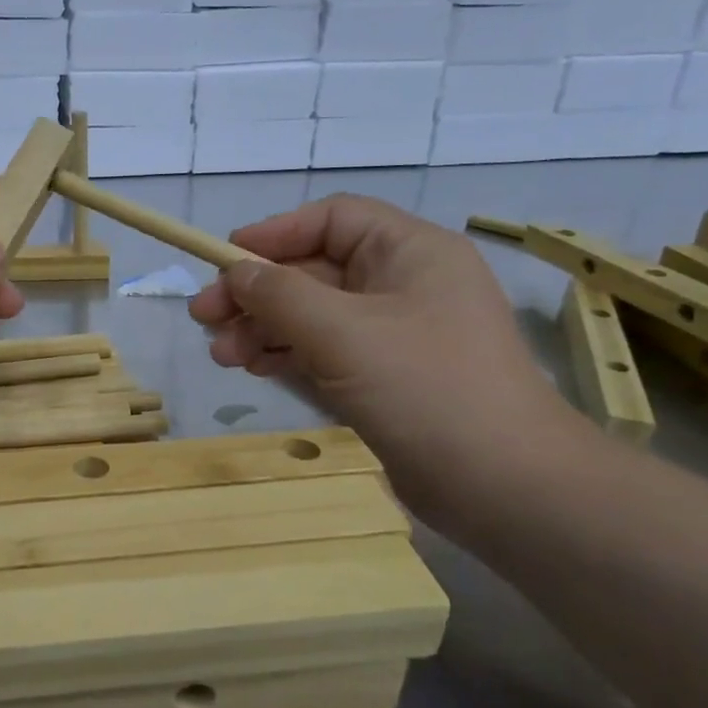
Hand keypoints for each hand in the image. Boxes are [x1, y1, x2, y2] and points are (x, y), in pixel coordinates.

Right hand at [189, 195, 585, 529]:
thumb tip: (236, 273)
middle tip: (204, 318)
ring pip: (312, 314)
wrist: (504, 487)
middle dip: (257, 292)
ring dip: (263, 328)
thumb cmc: (426, 388)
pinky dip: (285, 354)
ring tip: (221, 354)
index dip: (275, 233)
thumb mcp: (343, 332)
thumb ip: (280, 294)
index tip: (223, 259)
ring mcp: (393, 334)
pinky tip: (251, 367)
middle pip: (313, 270)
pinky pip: (323, 350)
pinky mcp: (383, 377)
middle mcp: (402, 284)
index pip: (332, 220)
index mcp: (410, 252)